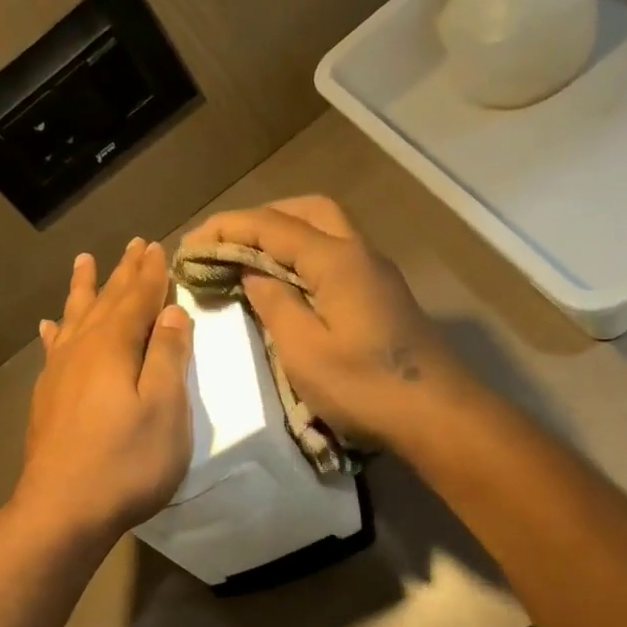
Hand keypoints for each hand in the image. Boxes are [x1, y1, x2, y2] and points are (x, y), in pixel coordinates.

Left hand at [13, 238, 193, 544]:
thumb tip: (171, 311)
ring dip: (84, 290)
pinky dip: (56, 332)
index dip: (151, 273)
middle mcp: (82, 350)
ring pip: (74, 318)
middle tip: (133, 244)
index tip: (159, 246)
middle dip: (122, 273)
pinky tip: (50, 326)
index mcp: (114, 347)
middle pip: (105, 302)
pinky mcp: (47, 399)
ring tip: (84, 262)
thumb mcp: (166, 409)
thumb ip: (169, 357)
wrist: (63, 509)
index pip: (138, 298)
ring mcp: (58, 374)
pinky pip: (53, 349)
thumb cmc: (126, 462)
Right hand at [184, 196, 469, 445]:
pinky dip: (306, 257)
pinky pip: (338, 256)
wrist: (436, 414)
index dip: (227, 229)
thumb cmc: (364, 387)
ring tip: (251, 260)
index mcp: (336, 259)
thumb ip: (274, 304)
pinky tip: (290, 284)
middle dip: (260, 219)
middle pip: (306, 212)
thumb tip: (254, 274)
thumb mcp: (304, 351)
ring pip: (327, 230)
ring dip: (286, 235)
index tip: (190, 244)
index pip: (272, 226)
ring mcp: (377, 273)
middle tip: (225, 245)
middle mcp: (359, 253)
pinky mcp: (384, 297)